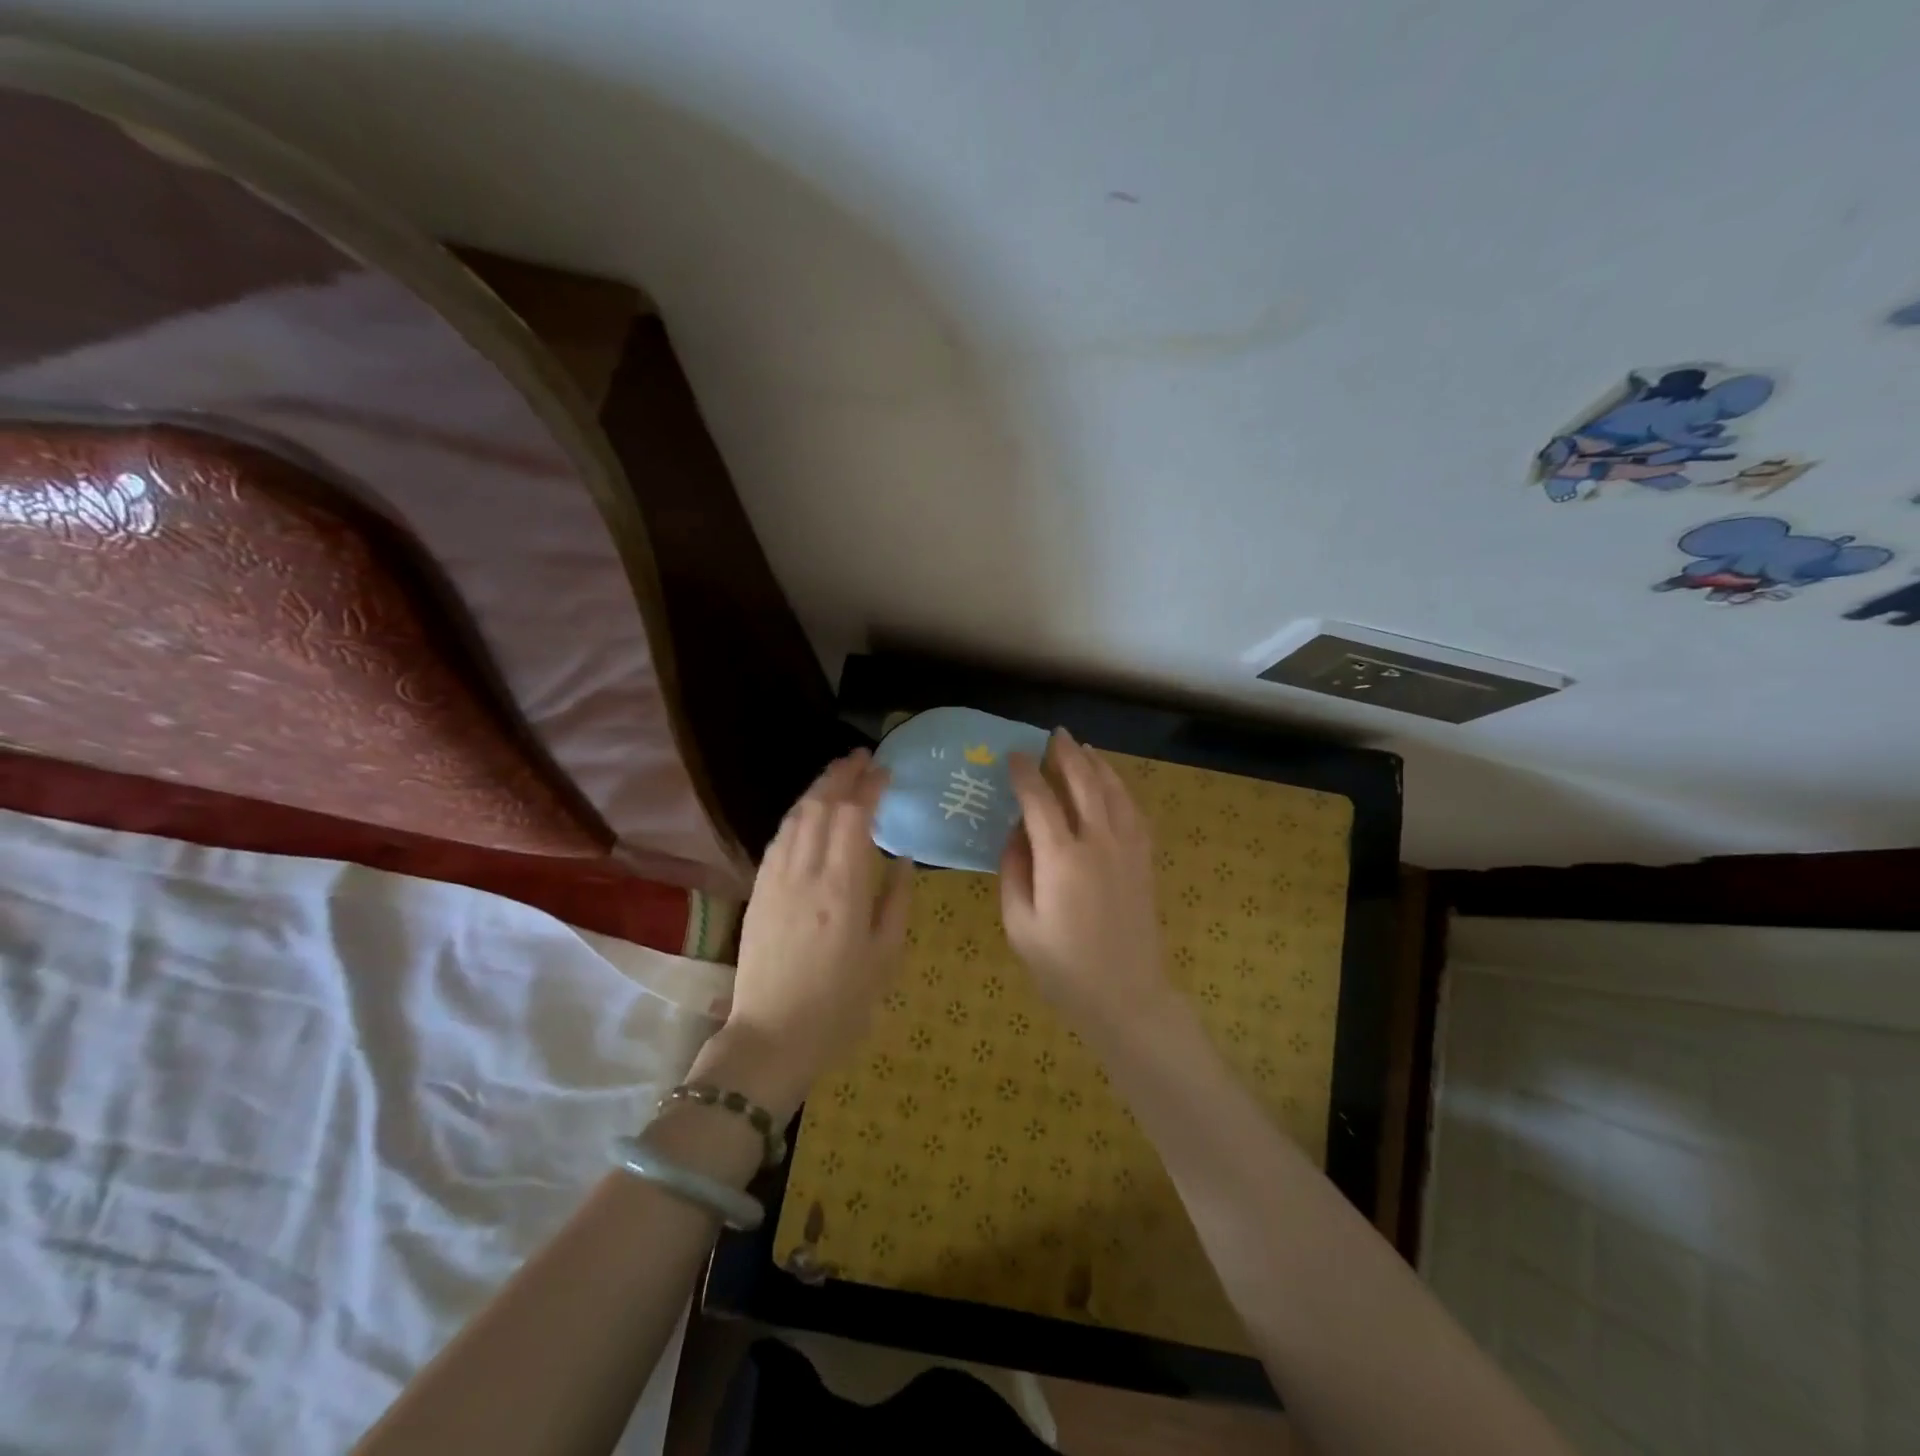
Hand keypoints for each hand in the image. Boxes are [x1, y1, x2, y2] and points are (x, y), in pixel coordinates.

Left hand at [695, 750, 911, 1118]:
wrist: (772, 1036)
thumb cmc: (841, 1004)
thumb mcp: (885, 956)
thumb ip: (897, 900)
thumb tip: (901, 858)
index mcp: (843, 888)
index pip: (855, 816)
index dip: (870, 787)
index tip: (885, 771)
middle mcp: (805, 873)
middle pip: (821, 805)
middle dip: (842, 775)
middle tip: (862, 758)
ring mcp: (776, 879)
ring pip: (796, 817)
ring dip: (818, 789)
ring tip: (837, 775)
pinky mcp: (759, 890)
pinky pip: (779, 838)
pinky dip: (798, 814)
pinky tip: (808, 812)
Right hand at [1001, 729, 1172, 1033]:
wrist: (1126, 996)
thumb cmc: (1063, 968)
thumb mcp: (1020, 924)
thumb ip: (1013, 871)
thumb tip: (1017, 833)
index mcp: (1061, 858)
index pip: (1039, 800)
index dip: (1024, 773)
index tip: (1013, 755)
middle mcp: (1098, 842)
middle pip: (1083, 783)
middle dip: (1066, 754)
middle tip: (1054, 735)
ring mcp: (1128, 849)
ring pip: (1113, 791)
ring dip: (1097, 765)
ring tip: (1083, 748)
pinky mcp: (1144, 860)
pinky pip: (1134, 812)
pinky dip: (1121, 790)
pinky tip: (1112, 785)